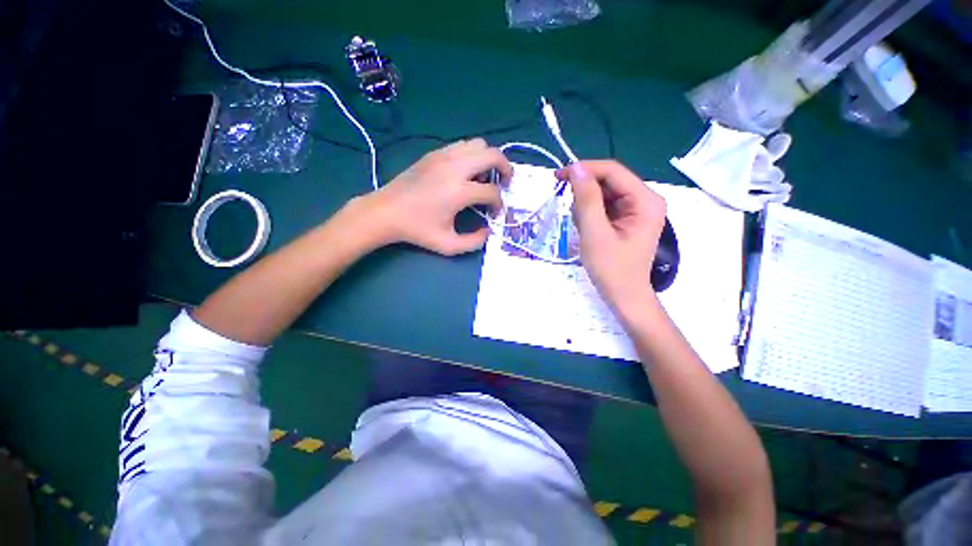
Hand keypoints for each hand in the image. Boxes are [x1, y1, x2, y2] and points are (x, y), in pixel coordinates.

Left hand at [354, 139, 510, 255]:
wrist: (386, 211)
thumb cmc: (417, 230)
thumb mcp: (448, 246)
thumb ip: (474, 242)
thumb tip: (488, 230)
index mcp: (458, 191)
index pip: (492, 192)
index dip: (499, 204)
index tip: (494, 213)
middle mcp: (454, 168)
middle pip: (492, 155)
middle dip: (506, 168)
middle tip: (505, 183)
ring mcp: (443, 156)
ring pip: (478, 144)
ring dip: (488, 160)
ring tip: (484, 177)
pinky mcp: (434, 153)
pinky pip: (463, 145)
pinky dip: (472, 155)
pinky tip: (466, 173)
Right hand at [558, 160, 666, 309]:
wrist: (624, 296)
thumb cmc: (611, 269)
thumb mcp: (595, 233)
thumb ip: (586, 199)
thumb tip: (576, 168)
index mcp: (645, 200)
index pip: (613, 171)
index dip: (584, 169)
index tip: (557, 176)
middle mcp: (645, 199)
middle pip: (609, 181)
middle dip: (585, 192)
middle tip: (569, 210)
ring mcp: (637, 209)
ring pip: (604, 193)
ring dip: (586, 205)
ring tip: (582, 227)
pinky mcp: (627, 219)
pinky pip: (605, 206)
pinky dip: (590, 214)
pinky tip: (587, 229)